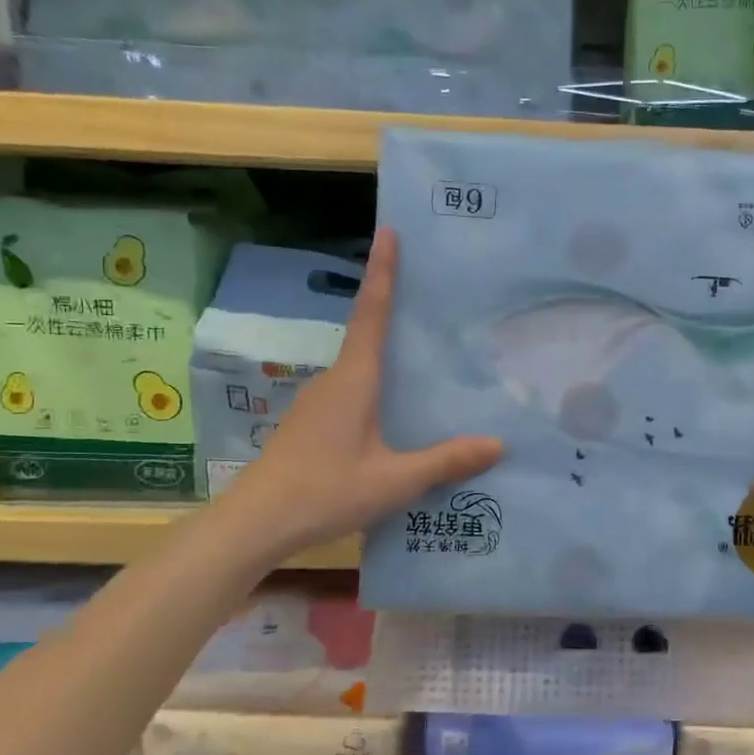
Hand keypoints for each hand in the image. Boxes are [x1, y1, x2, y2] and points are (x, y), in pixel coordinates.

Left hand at [213, 227, 502, 562]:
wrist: (256, 522)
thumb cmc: (325, 491)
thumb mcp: (394, 480)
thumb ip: (445, 461)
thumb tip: (497, 444)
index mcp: (355, 379)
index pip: (372, 313)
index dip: (383, 272)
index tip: (389, 232)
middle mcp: (334, 380)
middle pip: (367, 333)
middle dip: (394, 308)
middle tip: (433, 295)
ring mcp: (318, 402)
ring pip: (360, 367)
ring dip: (387, 355)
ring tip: (427, 357)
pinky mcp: (312, 423)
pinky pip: (352, 391)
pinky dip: (377, 385)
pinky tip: (397, 412)